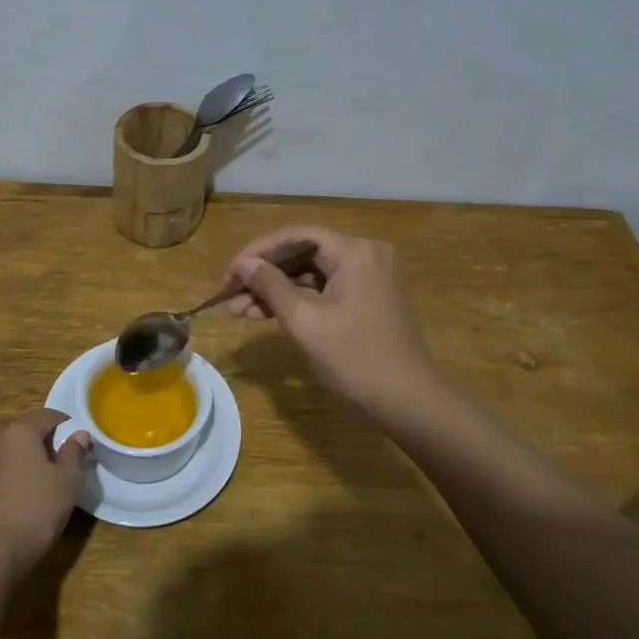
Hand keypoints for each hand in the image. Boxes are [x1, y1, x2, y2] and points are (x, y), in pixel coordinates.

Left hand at [0, 409, 90, 575]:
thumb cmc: (35, 510)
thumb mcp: (67, 481)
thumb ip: (75, 453)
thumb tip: (79, 433)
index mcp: (21, 430)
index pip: (50, 415)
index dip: (70, 426)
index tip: (84, 447)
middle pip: (31, 432)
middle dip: (52, 444)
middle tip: (71, 466)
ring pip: (18, 453)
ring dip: (36, 462)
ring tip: (54, 485)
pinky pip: (7, 472)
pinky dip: (22, 478)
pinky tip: (32, 500)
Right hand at [224, 225, 449, 419]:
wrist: (408, 402)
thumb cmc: (353, 358)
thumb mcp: (303, 320)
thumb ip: (270, 285)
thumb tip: (244, 264)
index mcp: (354, 251)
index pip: (296, 236)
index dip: (258, 251)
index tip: (230, 273)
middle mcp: (365, 255)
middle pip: (304, 253)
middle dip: (264, 273)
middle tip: (230, 294)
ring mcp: (370, 278)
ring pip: (312, 274)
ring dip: (276, 290)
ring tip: (240, 311)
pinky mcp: (369, 299)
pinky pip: (326, 289)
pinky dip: (298, 300)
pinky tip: (268, 315)